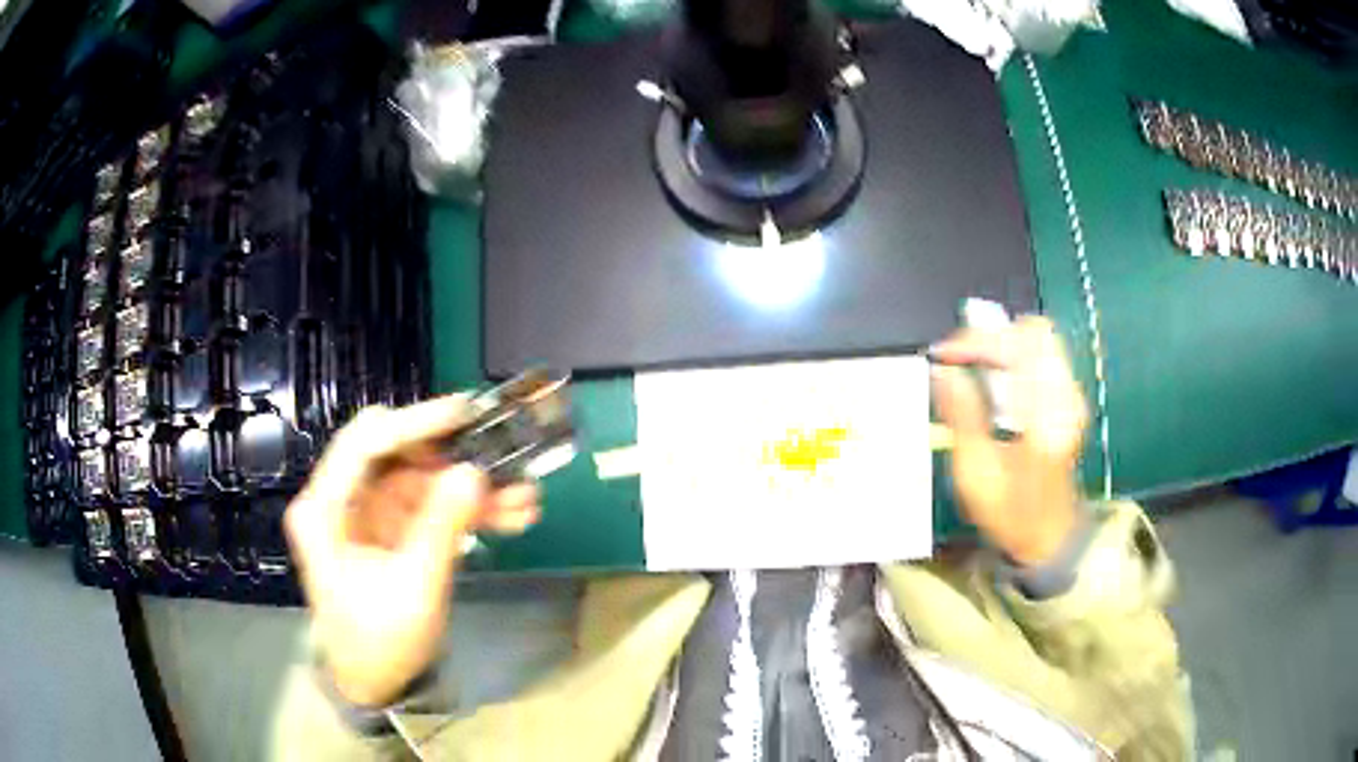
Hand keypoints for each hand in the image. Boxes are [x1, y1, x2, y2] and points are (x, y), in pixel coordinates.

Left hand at [284, 396, 540, 706]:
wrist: (376, 683)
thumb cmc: (380, 641)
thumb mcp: (414, 588)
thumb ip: (441, 527)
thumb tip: (474, 472)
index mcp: (324, 509)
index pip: (364, 445)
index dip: (413, 424)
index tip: (464, 413)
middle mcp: (342, 501)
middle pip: (397, 457)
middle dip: (452, 459)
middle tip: (501, 456)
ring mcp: (368, 515)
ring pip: (422, 482)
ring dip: (470, 489)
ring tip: (523, 499)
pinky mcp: (392, 532)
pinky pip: (430, 508)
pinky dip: (467, 511)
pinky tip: (509, 516)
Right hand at [930, 317, 1087, 565]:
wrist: (1050, 537)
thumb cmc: (1011, 514)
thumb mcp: (977, 474)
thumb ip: (963, 417)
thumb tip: (943, 372)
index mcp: (1045, 416)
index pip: (1018, 347)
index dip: (977, 341)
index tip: (944, 356)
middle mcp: (1065, 397)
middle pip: (1034, 333)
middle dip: (991, 336)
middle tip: (958, 357)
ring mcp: (1071, 396)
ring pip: (1039, 340)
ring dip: (1001, 344)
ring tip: (969, 365)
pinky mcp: (1069, 399)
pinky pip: (1043, 357)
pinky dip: (1013, 356)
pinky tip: (991, 378)